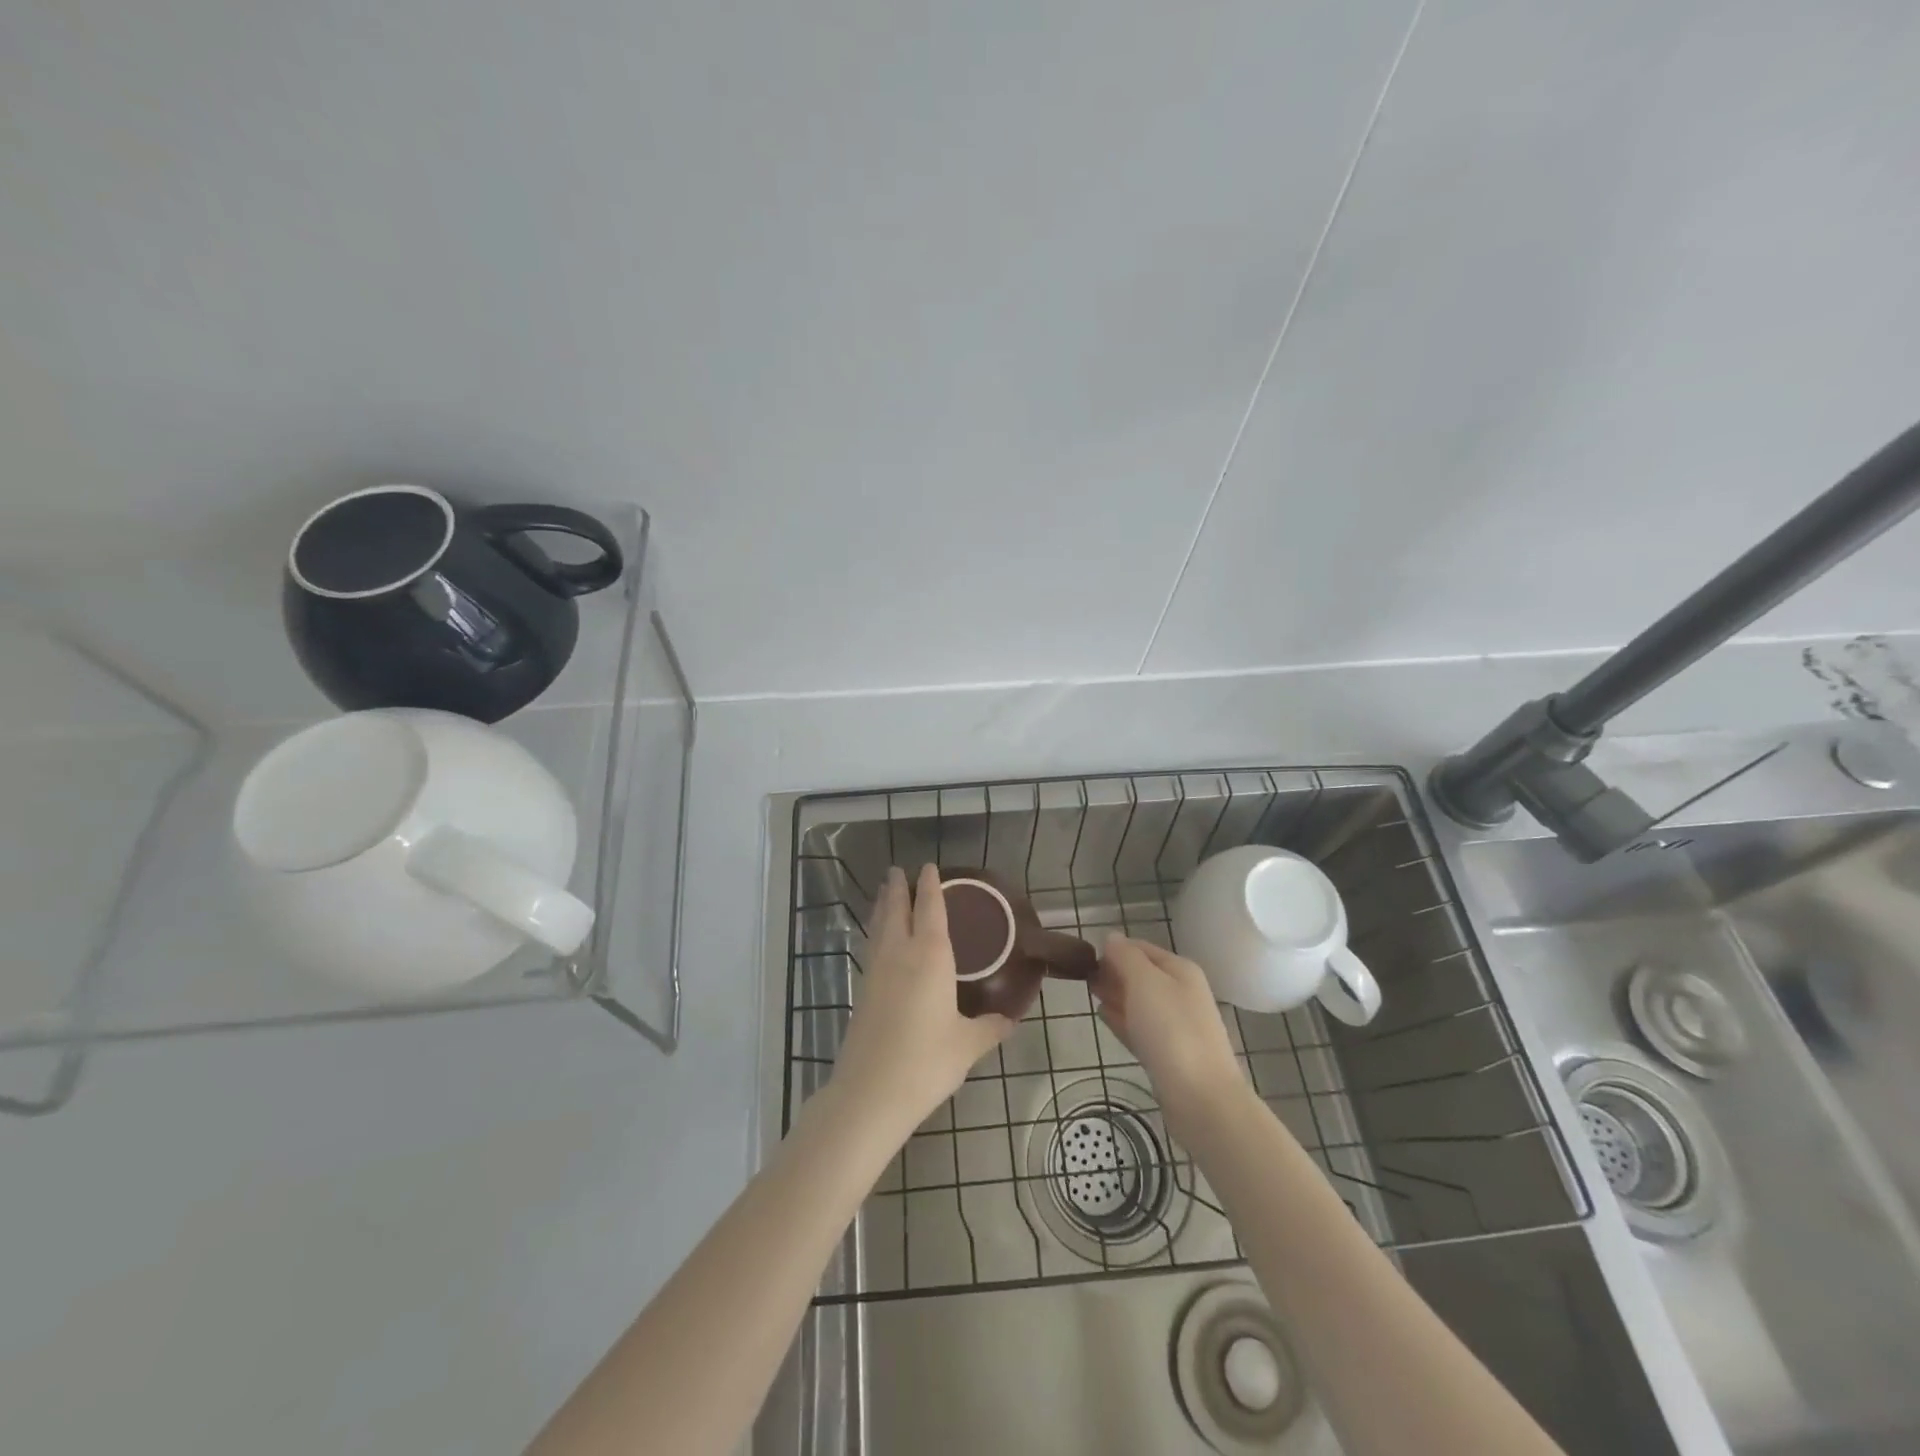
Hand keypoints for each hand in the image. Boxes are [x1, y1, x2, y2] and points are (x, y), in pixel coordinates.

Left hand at [832, 865, 1014, 1129]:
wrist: (870, 1092)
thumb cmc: (926, 1061)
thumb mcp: (968, 1045)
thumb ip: (990, 1027)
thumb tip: (1011, 1019)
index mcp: (930, 956)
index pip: (929, 908)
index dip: (930, 885)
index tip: (929, 866)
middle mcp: (900, 954)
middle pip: (896, 910)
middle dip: (898, 888)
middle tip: (898, 870)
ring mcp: (876, 971)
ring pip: (879, 926)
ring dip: (883, 906)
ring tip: (885, 893)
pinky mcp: (862, 990)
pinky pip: (872, 946)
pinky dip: (876, 931)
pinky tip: (879, 939)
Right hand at [1092, 935, 1248, 1129]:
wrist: (1201, 1097)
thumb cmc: (1171, 1030)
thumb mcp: (1145, 982)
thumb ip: (1126, 957)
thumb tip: (1112, 938)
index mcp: (1180, 970)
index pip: (1141, 948)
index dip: (1114, 948)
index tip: (1086, 956)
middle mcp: (1182, 993)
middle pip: (1142, 974)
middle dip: (1114, 972)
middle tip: (1083, 975)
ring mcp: (1177, 1025)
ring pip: (1140, 1002)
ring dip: (1116, 994)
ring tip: (1090, 993)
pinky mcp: (1169, 1055)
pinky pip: (1140, 1028)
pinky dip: (1122, 1019)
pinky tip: (1104, 1016)